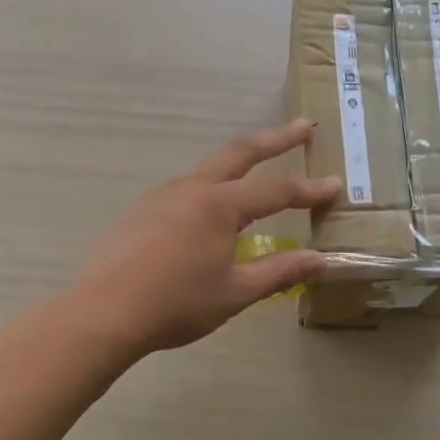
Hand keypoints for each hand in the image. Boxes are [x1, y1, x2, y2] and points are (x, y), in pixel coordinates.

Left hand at [73, 120, 340, 356]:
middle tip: (302, 127)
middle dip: (275, 139)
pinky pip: (186, 187)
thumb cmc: (176, 304)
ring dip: (240, 160)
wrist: (103, 313)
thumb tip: (322, 261)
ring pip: (209, 167)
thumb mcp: (235, 292)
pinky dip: (212, 185)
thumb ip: (281, 272)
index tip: (336, 185)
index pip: (276, 190)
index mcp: (219, 205)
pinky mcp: (142, 210)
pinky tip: (211, 207)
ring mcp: (162, 196)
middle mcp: (192, 189)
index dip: (309, 189)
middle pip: (240, 152)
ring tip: (259, 164)